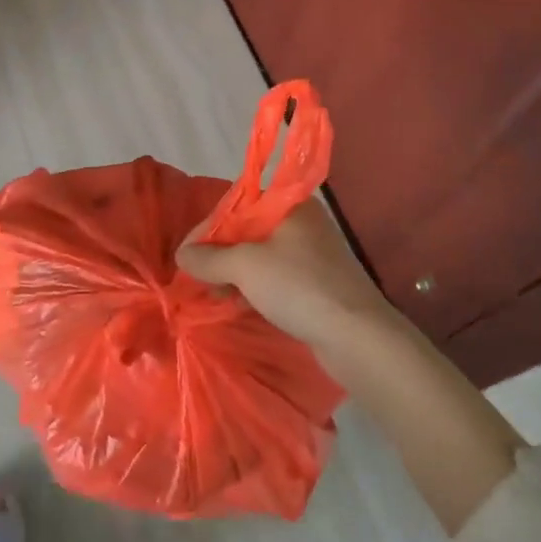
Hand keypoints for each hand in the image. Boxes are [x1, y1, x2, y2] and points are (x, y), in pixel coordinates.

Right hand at [176, 198, 394, 353]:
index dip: (208, 228)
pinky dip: (254, 288)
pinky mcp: (317, 285)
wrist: (358, 337)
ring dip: (234, 273)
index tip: (186, 254)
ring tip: (215, 295)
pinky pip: (275, 278)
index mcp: (290, 205)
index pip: (237, 204)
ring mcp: (312, 255)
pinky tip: (239, 304)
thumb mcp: (246, 266)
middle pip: (248, 230)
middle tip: (197, 277)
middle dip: (219, 253)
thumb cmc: (299, 286)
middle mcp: (302, 223)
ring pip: (260, 257)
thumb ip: (210, 258)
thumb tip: (182, 255)